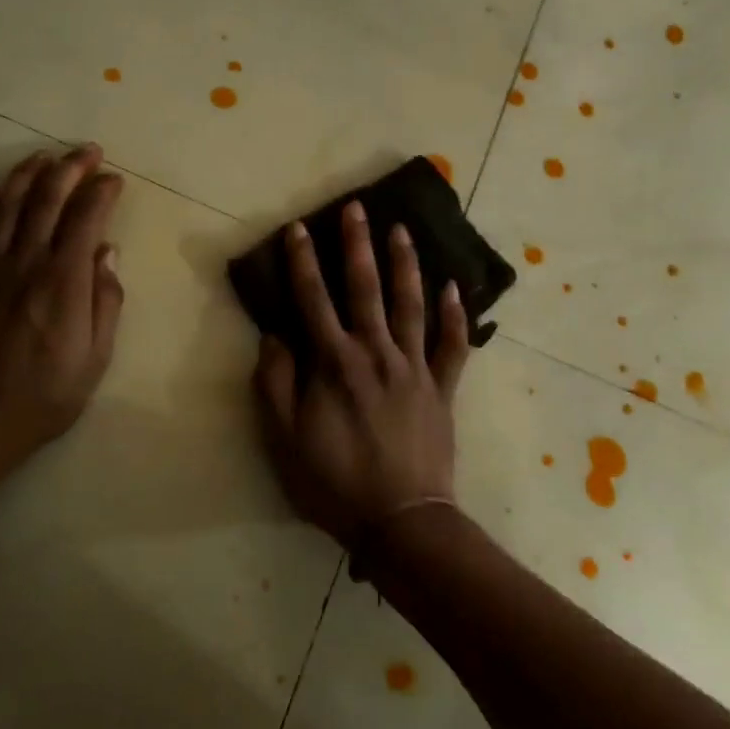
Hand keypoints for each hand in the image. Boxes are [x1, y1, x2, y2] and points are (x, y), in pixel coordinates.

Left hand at [0, 144, 125, 476]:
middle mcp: (23, 262)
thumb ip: (105, 301)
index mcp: (62, 281)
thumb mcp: (95, 358)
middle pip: (46, 199)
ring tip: (43, 158)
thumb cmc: (44, 397)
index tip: (114, 180)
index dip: (102, 192)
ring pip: (4, 204)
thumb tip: (108, 253)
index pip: (85, 218)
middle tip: (87, 151)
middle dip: (70, 167)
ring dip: (26, 174)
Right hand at [251, 201, 470, 546]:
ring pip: (410, 305)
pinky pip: (452, 346)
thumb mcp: (283, 439)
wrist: (401, 521)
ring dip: (405, 265)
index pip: (312, 299)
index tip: (298, 228)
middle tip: (357, 208)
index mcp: (334, 363)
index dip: (302, 262)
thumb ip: (275, 382)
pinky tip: (454, 288)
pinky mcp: (442, 389)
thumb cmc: (334, 482)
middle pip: (364, 288)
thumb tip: (274, 336)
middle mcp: (375, 353)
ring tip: (402, 230)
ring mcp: (414, 368)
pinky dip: (455, 316)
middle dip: (357, 245)